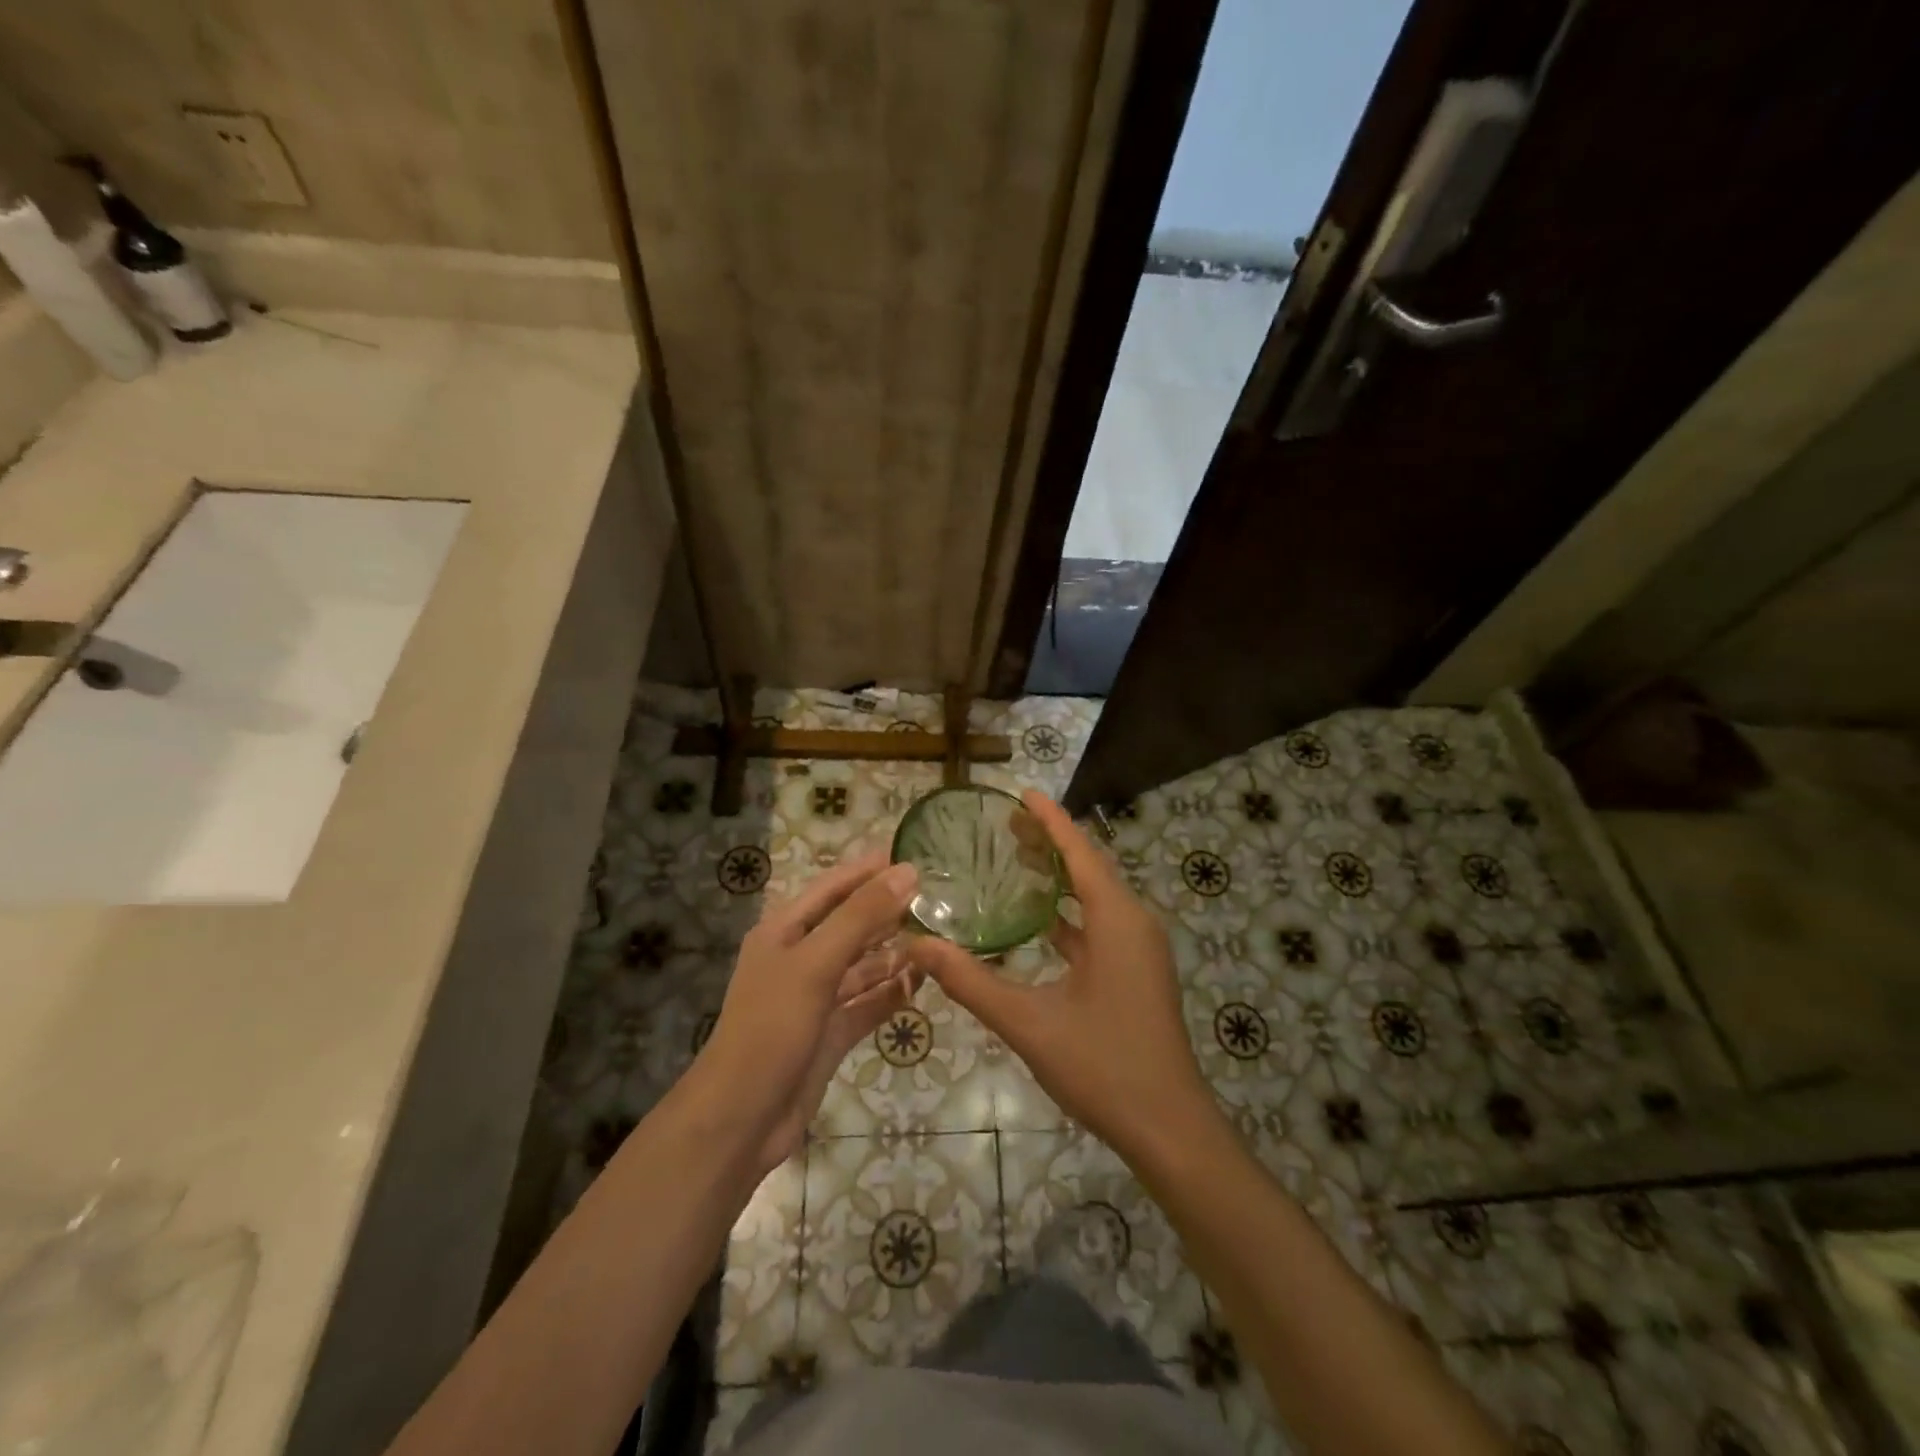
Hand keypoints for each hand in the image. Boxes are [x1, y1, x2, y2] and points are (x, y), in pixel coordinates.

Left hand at [694, 852, 919, 1170]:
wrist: (740, 1120)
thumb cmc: (771, 1027)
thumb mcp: (816, 963)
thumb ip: (861, 916)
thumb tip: (907, 871)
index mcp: (784, 931)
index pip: (832, 887)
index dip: (868, 869)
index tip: (911, 853)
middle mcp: (800, 959)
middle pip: (850, 924)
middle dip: (888, 910)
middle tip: (937, 895)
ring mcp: (816, 999)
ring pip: (862, 966)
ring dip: (894, 953)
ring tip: (939, 937)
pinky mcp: (830, 1034)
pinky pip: (867, 1004)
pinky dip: (892, 994)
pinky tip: (924, 983)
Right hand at [906, 793, 1220, 1163]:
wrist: (1169, 1129)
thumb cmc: (1103, 1066)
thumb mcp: (1028, 1022)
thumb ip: (971, 982)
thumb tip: (917, 945)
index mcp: (1116, 920)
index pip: (1079, 852)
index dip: (1050, 820)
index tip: (1021, 793)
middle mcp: (1133, 924)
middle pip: (1089, 868)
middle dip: (1050, 843)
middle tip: (1005, 826)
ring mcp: (1139, 951)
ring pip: (1095, 898)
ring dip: (1060, 879)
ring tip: (1017, 862)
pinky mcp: (1137, 974)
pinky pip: (1100, 927)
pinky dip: (1069, 915)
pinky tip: (1038, 924)